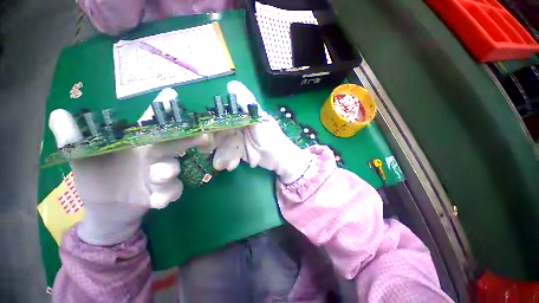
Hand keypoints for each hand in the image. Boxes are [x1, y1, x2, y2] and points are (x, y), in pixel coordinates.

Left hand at [49, 109, 207, 244]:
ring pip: (173, 168)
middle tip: (202, 136)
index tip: (173, 96)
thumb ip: (75, 139)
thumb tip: (58, 114)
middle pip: (175, 144)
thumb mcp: (82, 157)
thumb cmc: (95, 175)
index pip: (155, 124)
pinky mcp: (162, 193)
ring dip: (169, 170)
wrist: (105, 206)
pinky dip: (167, 194)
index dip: (165, 111)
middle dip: (189, 139)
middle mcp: (155, 155)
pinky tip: (158, 200)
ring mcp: (161, 174)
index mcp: (139, 143)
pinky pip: (171, 191)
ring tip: (161, 173)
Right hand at [212, 81, 312, 183]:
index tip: (204, 134)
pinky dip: (229, 160)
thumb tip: (232, 84)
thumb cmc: (273, 139)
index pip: (222, 117)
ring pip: (222, 145)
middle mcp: (238, 126)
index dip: (211, 125)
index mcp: (242, 116)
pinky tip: (232, 166)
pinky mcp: (239, 151)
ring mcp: (238, 140)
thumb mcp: (261, 122)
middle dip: (213, 143)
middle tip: (208, 150)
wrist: (280, 160)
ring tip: (227, 164)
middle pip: (219, 133)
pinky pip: (228, 155)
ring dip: (223, 155)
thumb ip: (247, 106)